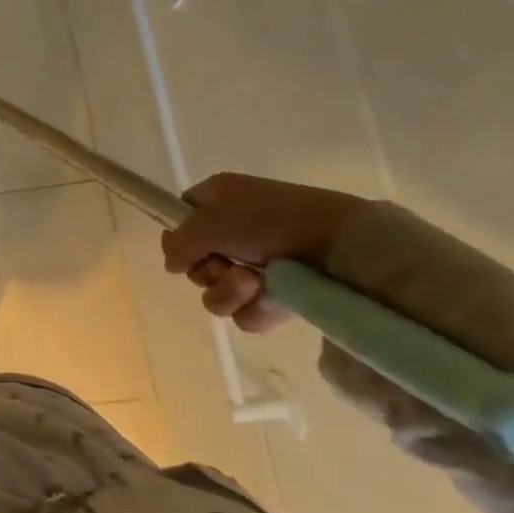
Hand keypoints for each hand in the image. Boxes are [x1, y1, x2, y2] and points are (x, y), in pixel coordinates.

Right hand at [160, 173, 368, 333]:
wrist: (340, 246)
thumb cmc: (268, 220)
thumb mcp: (208, 222)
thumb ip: (177, 243)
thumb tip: (173, 264)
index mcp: (218, 200)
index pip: (182, 217)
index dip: (179, 236)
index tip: (186, 250)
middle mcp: (235, 230)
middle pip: (197, 262)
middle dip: (207, 270)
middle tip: (226, 265)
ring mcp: (258, 264)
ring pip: (217, 292)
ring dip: (227, 291)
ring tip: (253, 283)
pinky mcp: (280, 295)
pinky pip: (246, 312)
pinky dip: (253, 308)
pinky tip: (270, 299)